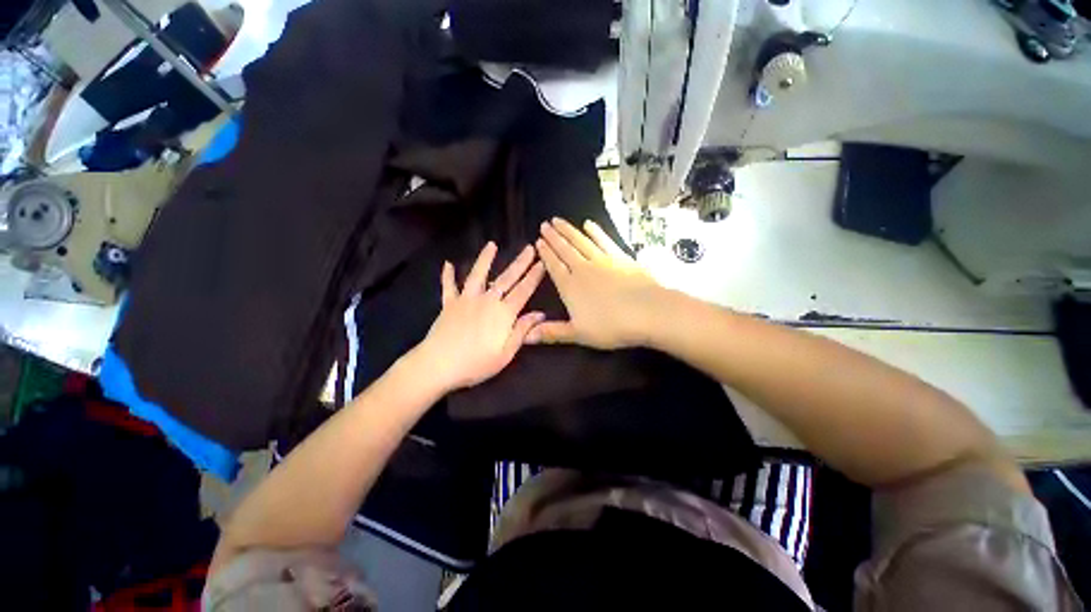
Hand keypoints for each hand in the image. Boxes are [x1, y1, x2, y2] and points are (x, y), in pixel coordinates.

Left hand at [413, 242, 545, 391]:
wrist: (438, 365)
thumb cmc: (476, 363)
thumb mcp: (506, 353)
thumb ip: (522, 331)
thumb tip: (539, 314)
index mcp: (503, 313)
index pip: (523, 291)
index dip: (534, 276)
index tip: (542, 262)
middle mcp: (487, 300)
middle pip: (506, 278)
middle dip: (520, 262)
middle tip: (529, 247)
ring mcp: (466, 299)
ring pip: (478, 275)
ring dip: (485, 259)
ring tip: (491, 245)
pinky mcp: (449, 304)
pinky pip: (449, 286)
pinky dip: (448, 275)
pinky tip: (447, 264)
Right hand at [529, 218, 663, 348]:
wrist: (648, 312)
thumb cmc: (611, 326)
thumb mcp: (579, 334)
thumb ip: (552, 332)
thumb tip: (526, 337)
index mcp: (570, 287)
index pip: (554, 266)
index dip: (545, 254)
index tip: (538, 241)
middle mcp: (583, 269)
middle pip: (564, 250)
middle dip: (553, 237)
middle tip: (544, 224)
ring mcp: (602, 261)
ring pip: (580, 241)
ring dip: (568, 230)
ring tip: (558, 220)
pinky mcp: (620, 257)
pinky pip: (604, 240)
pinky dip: (596, 231)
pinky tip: (589, 224)